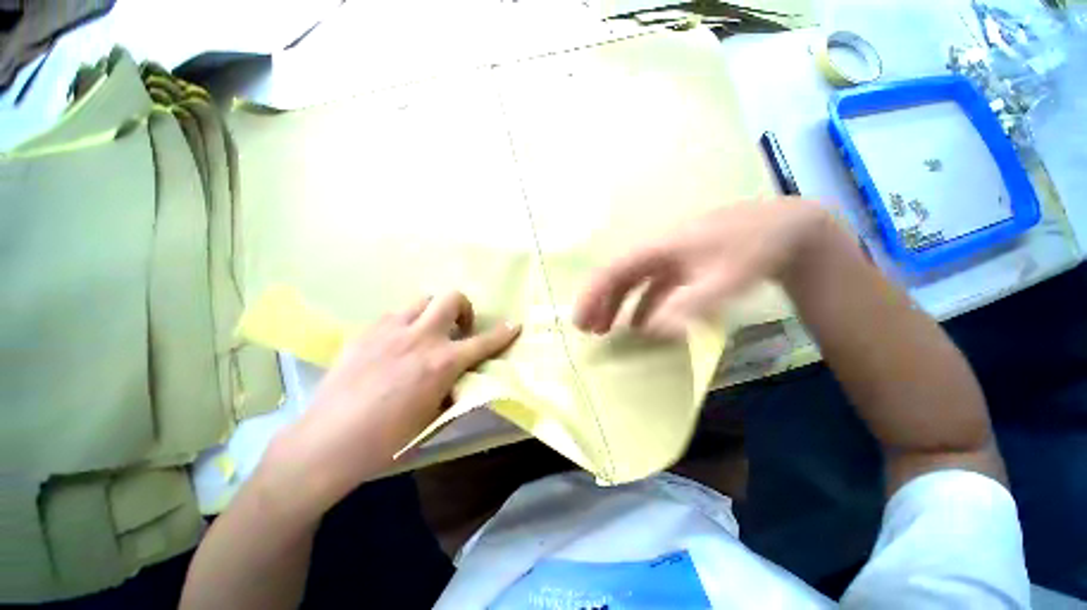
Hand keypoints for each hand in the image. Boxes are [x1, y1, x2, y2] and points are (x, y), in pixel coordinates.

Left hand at [264, 292, 519, 515]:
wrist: (327, 442)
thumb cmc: (387, 439)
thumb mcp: (434, 419)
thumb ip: (456, 392)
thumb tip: (465, 379)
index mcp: (441, 364)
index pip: (483, 342)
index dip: (503, 333)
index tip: (515, 325)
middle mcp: (420, 338)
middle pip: (451, 298)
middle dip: (464, 308)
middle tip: (459, 329)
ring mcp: (390, 330)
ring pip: (423, 300)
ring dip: (434, 313)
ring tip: (427, 334)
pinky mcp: (366, 331)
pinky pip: (395, 314)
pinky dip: (407, 322)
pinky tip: (397, 344)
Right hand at [574, 199, 827, 337]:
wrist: (788, 230)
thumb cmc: (756, 249)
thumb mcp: (726, 279)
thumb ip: (690, 305)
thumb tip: (651, 330)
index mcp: (658, 247)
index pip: (612, 271)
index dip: (592, 295)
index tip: (580, 322)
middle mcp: (656, 250)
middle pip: (616, 276)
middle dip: (599, 302)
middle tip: (588, 331)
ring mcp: (669, 258)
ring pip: (631, 282)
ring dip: (615, 305)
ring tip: (605, 330)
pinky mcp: (681, 267)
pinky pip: (651, 287)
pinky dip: (640, 306)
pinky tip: (640, 325)